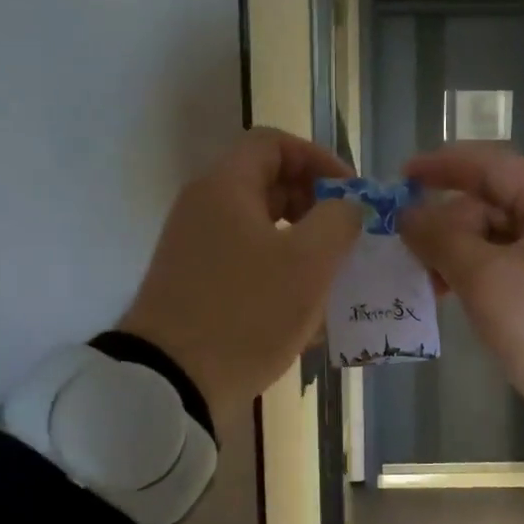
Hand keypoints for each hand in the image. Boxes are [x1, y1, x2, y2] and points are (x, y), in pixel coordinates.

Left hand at [119, 128, 361, 418]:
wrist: (173, 381)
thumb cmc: (247, 312)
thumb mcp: (308, 263)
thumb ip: (338, 220)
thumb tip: (347, 206)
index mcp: (225, 187)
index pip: (273, 143)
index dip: (319, 159)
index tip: (351, 194)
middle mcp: (203, 208)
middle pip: (265, 183)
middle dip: (313, 204)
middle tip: (345, 237)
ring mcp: (193, 249)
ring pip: (258, 228)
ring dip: (300, 242)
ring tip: (332, 276)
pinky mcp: (193, 285)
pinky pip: (244, 262)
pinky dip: (277, 272)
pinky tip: (303, 309)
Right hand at [397, 144, 523, 459]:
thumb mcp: (486, 281)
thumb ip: (441, 239)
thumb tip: (406, 213)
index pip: (492, 166)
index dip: (441, 168)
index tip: (399, 177)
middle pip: (494, 201)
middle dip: (448, 222)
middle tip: (408, 249)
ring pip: (500, 234)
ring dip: (459, 251)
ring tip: (425, 278)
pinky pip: (512, 259)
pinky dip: (479, 270)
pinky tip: (450, 290)